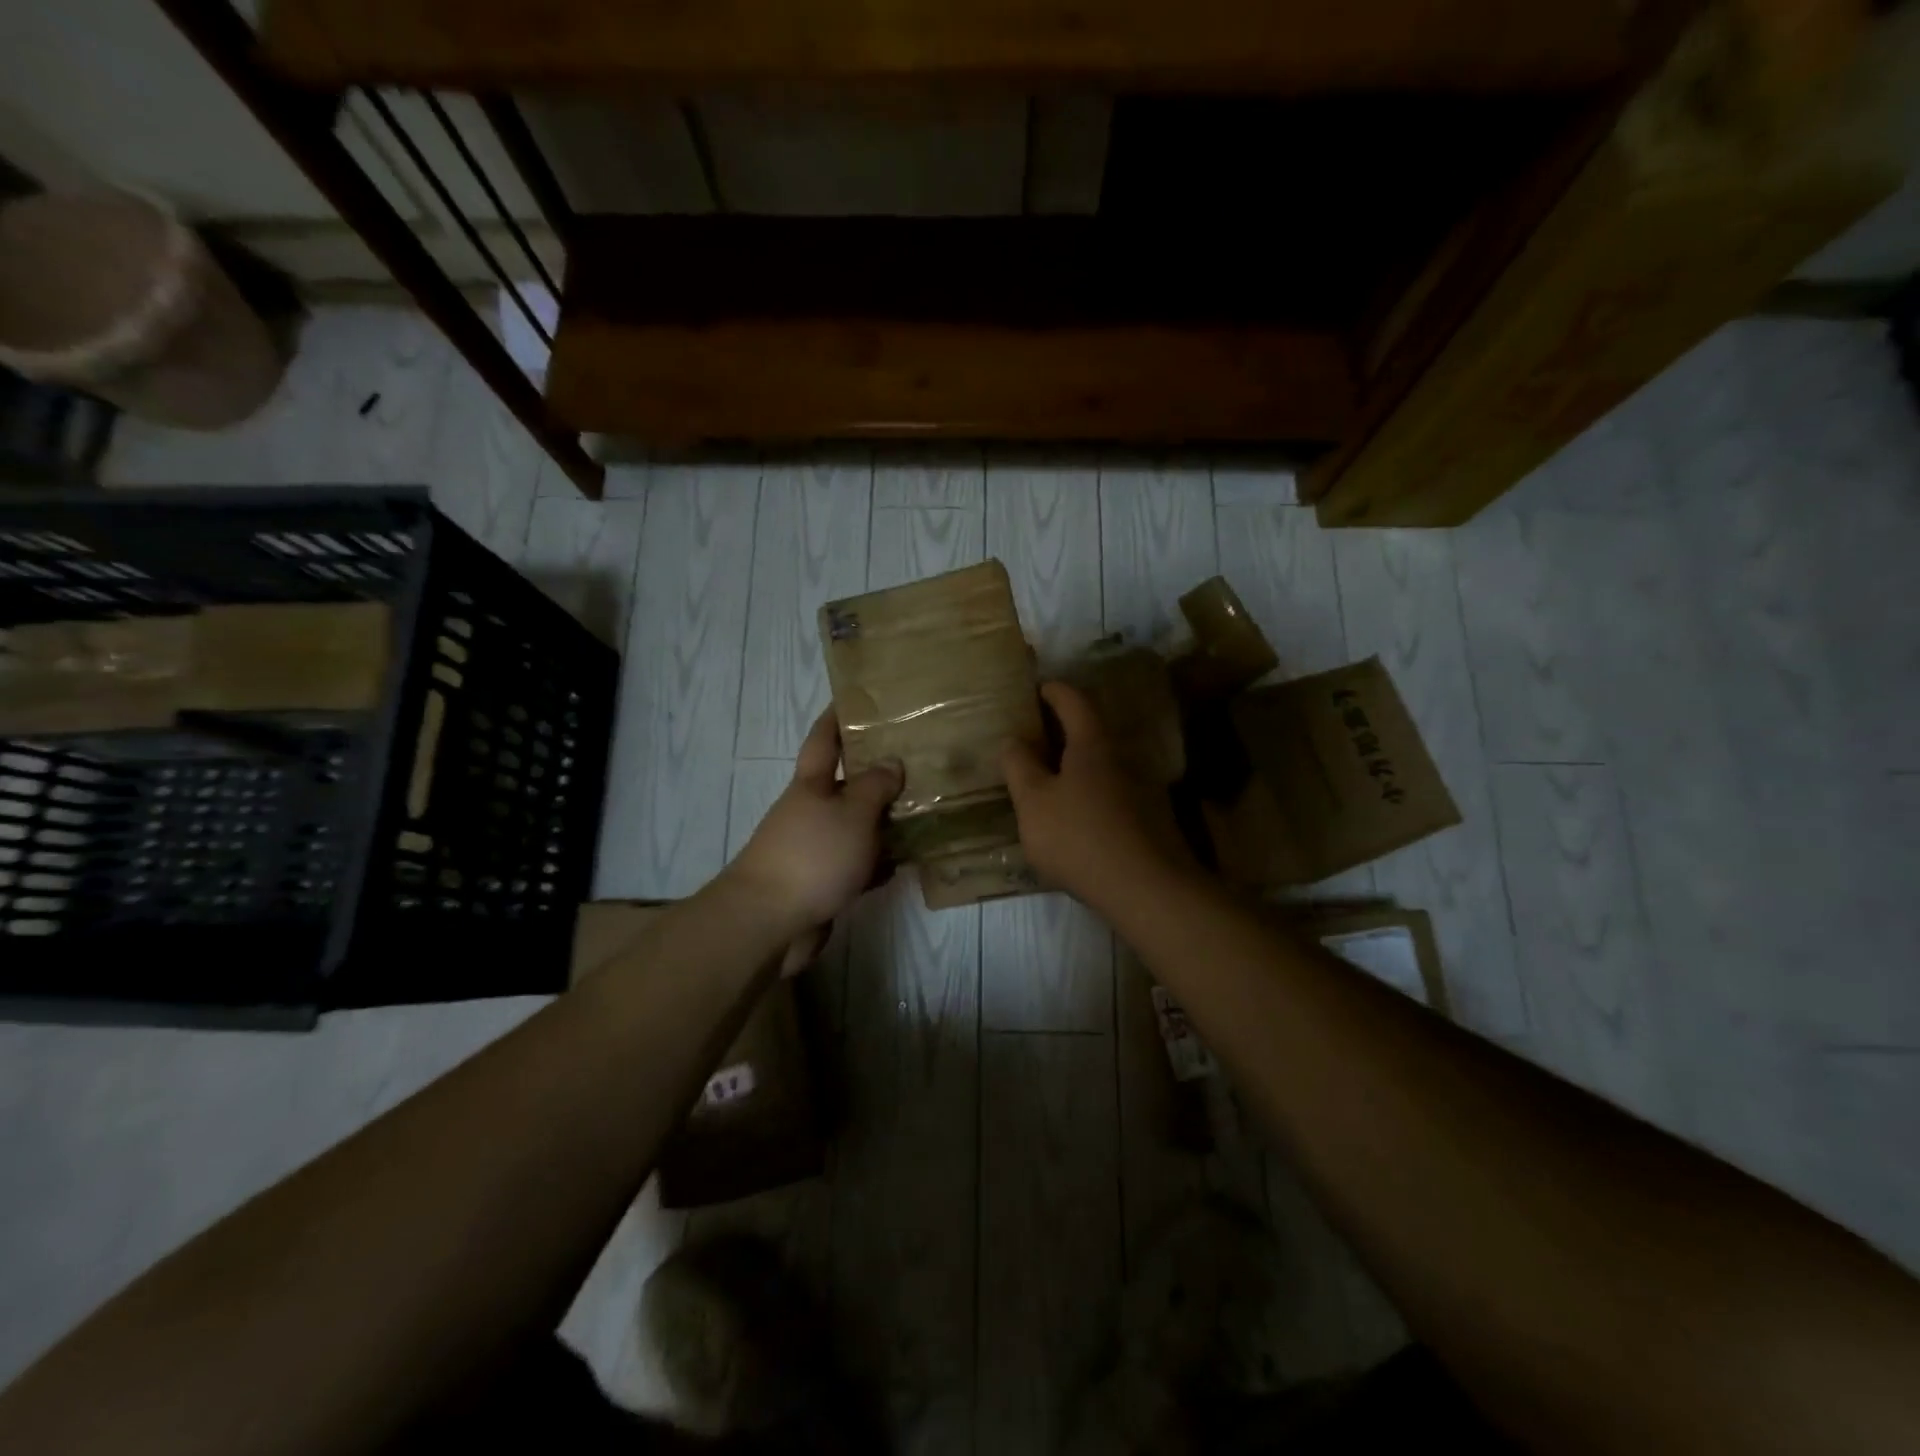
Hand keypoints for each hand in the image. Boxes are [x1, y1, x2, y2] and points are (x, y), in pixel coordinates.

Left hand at [727, 709, 901, 941]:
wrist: (769, 923)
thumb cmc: (812, 855)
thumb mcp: (852, 813)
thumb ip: (875, 786)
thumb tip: (891, 761)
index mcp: (811, 786)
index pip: (823, 739)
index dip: (836, 716)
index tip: (854, 697)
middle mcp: (811, 812)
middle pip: (845, 785)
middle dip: (875, 773)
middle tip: (917, 760)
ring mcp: (815, 849)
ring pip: (856, 827)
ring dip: (884, 822)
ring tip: (925, 809)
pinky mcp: (823, 884)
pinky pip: (858, 864)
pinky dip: (879, 862)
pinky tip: (907, 861)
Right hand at [1002, 681, 1186, 911]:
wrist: (1148, 889)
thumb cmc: (1080, 837)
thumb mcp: (1034, 803)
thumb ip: (1019, 767)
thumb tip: (1013, 740)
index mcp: (1092, 744)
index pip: (1073, 701)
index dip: (1053, 690)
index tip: (1036, 689)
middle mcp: (1121, 757)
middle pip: (1091, 730)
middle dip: (1062, 728)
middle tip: (1033, 735)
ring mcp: (1140, 788)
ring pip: (1102, 764)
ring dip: (1076, 763)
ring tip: (1048, 777)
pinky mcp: (1149, 818)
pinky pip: (1112, 791)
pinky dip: (1090, 791)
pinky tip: (1075, 815)